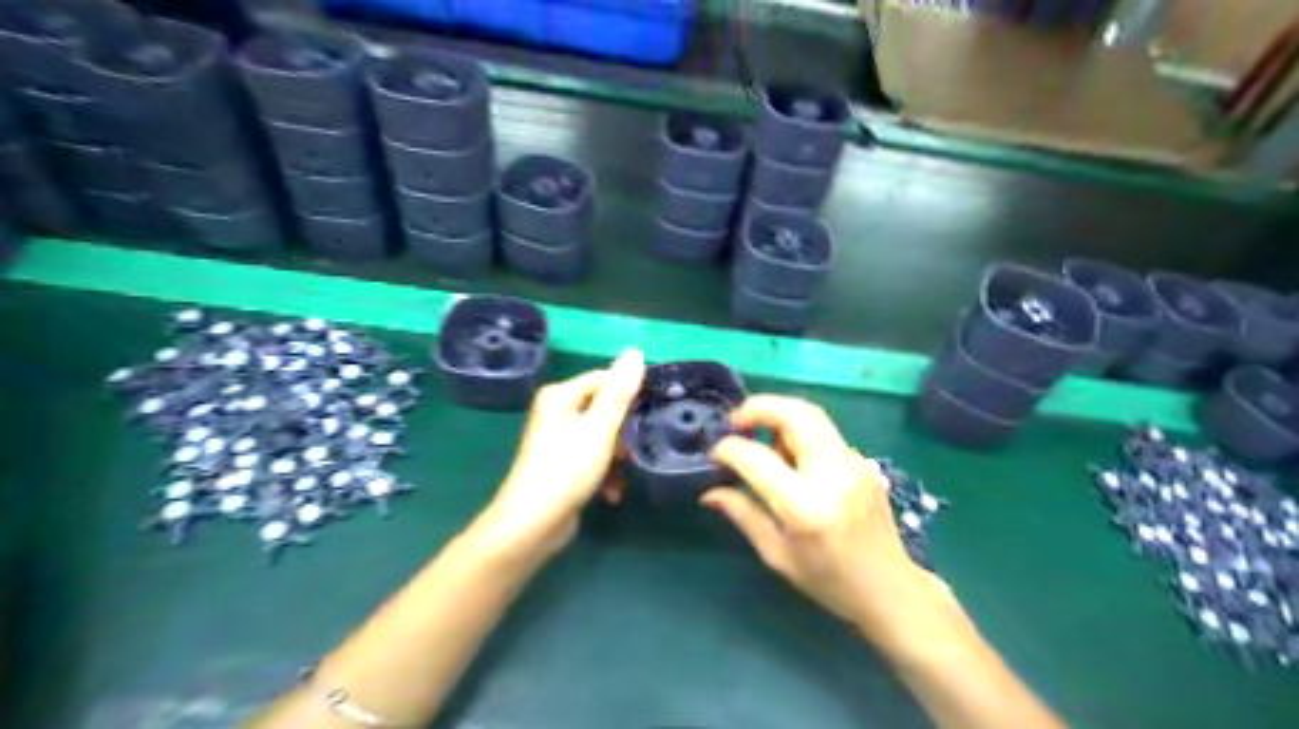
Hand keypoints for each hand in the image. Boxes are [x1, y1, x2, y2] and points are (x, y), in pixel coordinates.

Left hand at [484, 350, 645, 555]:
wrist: (532, 524)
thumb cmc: (567, 469)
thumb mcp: (600, 428)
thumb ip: (619, 391)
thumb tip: (635, 351)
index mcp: (560, 396)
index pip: (604, 379)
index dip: (630, 392)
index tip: (654, 409)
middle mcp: (556, 411)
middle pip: (604, 408)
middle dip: (625, 431)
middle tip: (640, 447)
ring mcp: (557, 440)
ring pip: (601, 435)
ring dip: (617, 455)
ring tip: (626, 473)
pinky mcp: (561, 465)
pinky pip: (591, 457)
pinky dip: (604, 472)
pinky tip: (613, 493)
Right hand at [700, 396, 963, 657]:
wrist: (891, 589)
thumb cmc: (829, 581)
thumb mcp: (777, 555)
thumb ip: (743, 514)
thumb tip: (709, 493)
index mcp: (805, 506)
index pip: (757, 457)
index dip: (729, 449)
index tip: (715, 454)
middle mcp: (832, 474)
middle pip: (794, 413)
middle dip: (758, 408)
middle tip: (735, 422)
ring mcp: (853, 462)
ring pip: (811, 415)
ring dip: (778, 417)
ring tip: (760, 440)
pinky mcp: (863, 460)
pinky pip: (823, 432)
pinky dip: (798, 432)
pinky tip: (789, 458)